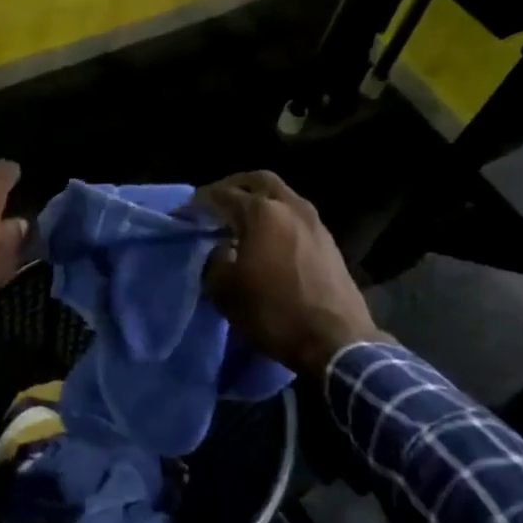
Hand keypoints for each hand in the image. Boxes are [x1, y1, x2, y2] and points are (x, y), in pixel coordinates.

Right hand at [192, 171, 388, 381]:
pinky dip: (279, 219)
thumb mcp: (225, 292)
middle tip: (217, 201)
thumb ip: (215, 262)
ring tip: (242, 222)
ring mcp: (315, 223)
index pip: (223, 194)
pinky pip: (297, 217)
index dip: (200, 201)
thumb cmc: (274, 312)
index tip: (185, 212)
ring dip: (261, 202)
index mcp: (262, 212)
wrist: (336, 341)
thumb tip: (221, 250)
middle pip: (259, 180)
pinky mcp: (329, 242)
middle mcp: (290, 207)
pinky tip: (269, 240)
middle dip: (235, 186)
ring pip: (283, 197)